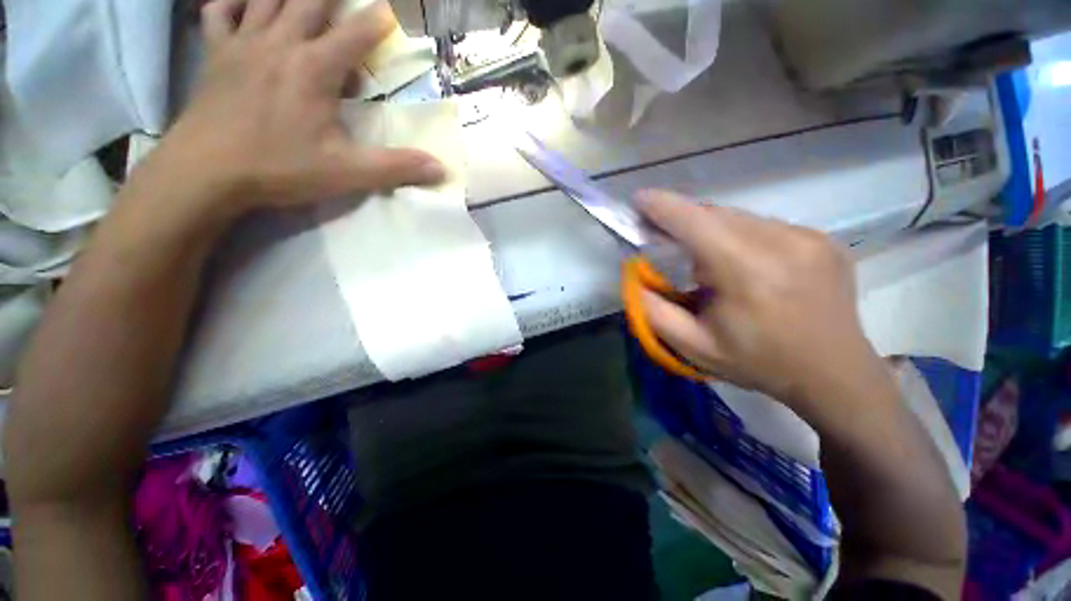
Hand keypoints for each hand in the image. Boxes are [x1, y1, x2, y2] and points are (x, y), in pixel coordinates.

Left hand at [156, 0, 443, 212]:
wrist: (206, 172)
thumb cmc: (280, 168)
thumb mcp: (348, 173)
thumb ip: (396, 167)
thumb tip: (440, 168)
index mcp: (314, 69)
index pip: (355, 35)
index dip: (377, 21)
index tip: (391, 9)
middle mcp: (280, 44)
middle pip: (309, 0)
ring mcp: (243, 44)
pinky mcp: (216, 54)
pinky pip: (220, 13)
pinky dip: (232, 1)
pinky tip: (245, 3)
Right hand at [636, 190, 880, 406]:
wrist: (834, 374)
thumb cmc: (759, 363)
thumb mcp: (694, 346)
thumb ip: (655, 312)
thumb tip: (635, 278)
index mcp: (747, 273)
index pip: (696, 223)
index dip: (663, 207)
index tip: (639, 199)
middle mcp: (782, 244)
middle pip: (716, 215)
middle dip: (683, 221)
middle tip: (663, 236)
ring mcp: (809, 237)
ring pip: (739, 218)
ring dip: (711, 230)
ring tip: (705, 260)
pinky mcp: (822, 239)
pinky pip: (764, 226)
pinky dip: (740, 236)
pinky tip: (742, 264)